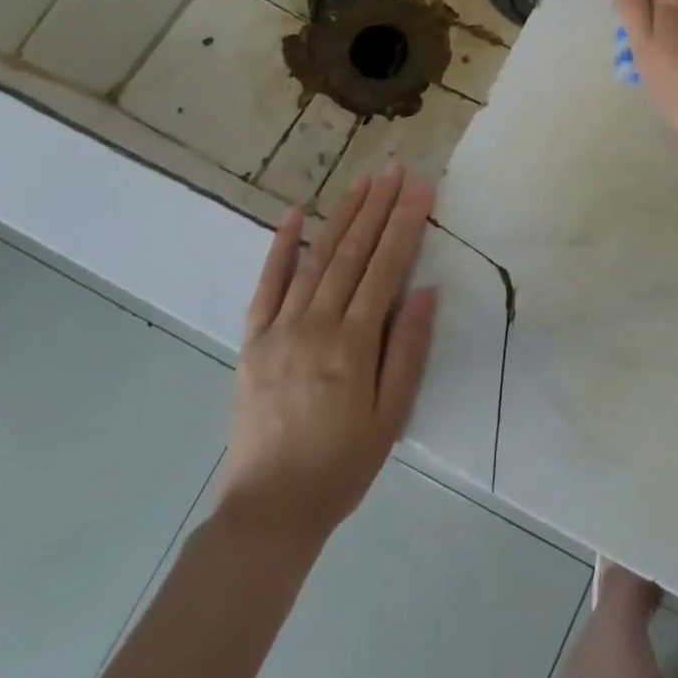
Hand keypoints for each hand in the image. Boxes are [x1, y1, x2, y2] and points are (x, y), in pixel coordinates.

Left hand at [218, 166, 436, 550]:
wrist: (270, 509)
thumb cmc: (342, 465)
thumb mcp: (391, 415)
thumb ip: (408, 350)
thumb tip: (425, 291)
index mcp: (353, 343)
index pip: (386, 267)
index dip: (405, 223)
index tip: (420, 187)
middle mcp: (315, 324)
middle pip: (352, 253)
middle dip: (377, 206)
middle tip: (394, 169)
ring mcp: (279, 329)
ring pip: (316, 259)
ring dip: (341, 216)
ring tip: (361, 181)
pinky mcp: (253, 340)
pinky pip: (266, 285)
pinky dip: (281, 247)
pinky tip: (296, 214)